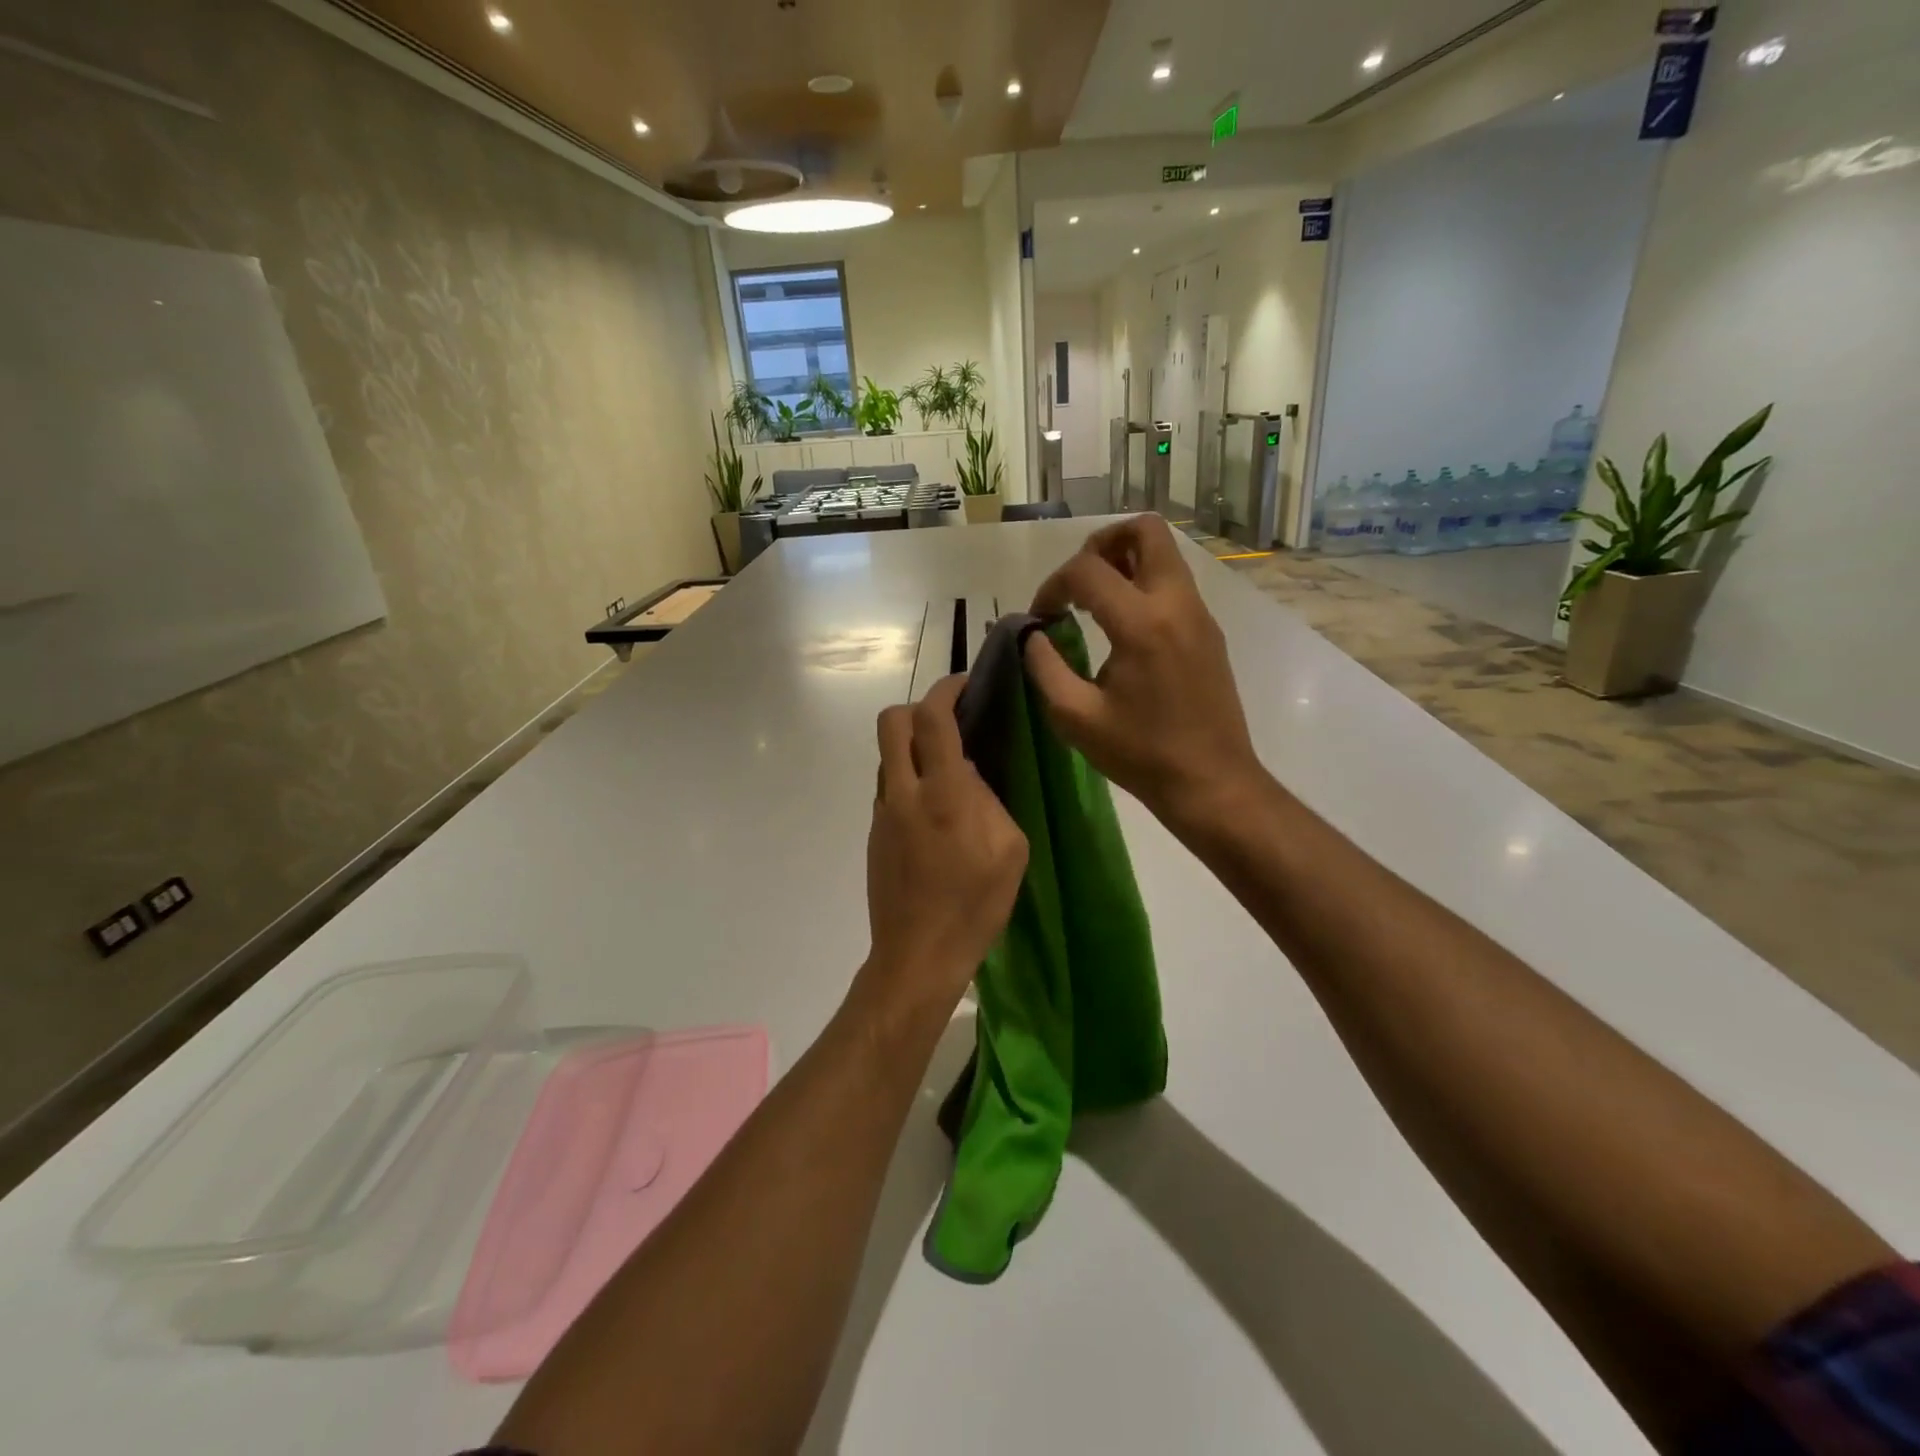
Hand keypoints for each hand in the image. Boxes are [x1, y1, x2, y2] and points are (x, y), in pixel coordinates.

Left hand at [863, 675, 1027, 1018]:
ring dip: (912, 745)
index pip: (933, 719)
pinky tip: (934, 808)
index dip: (947, 690)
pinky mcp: (874, 832)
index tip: (965, 686)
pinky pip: (888, 785)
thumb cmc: (974, 907)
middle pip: (891, 721)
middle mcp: (904, 793)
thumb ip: (990, 799)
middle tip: (949, 721)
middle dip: (918, 707)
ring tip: (946, 768)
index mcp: (944, 794)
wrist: (917, 956)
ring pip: (886, 753)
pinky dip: (908, 777)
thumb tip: (969, 773)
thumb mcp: (1010, 850)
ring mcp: (882, 812)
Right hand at [1026, 515, 1262, 831]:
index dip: (1053, 586)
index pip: (1087, 570)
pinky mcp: (1208, 631)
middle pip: (1145, 530)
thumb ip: (1043, 666)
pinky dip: (1143, 585)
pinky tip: (1121, 628)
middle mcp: (1176, 603)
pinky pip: (1174, 583)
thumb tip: (1032, 634)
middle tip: (1076, 583)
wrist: (1211, 782)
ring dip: (1124, 561)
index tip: (1040, 618)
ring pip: (1164, 553)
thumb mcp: (1074, 717)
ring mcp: (1199, 614)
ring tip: (1094, 602)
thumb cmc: (1141, 754)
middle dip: (1100, 544)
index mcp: (1142, 623)